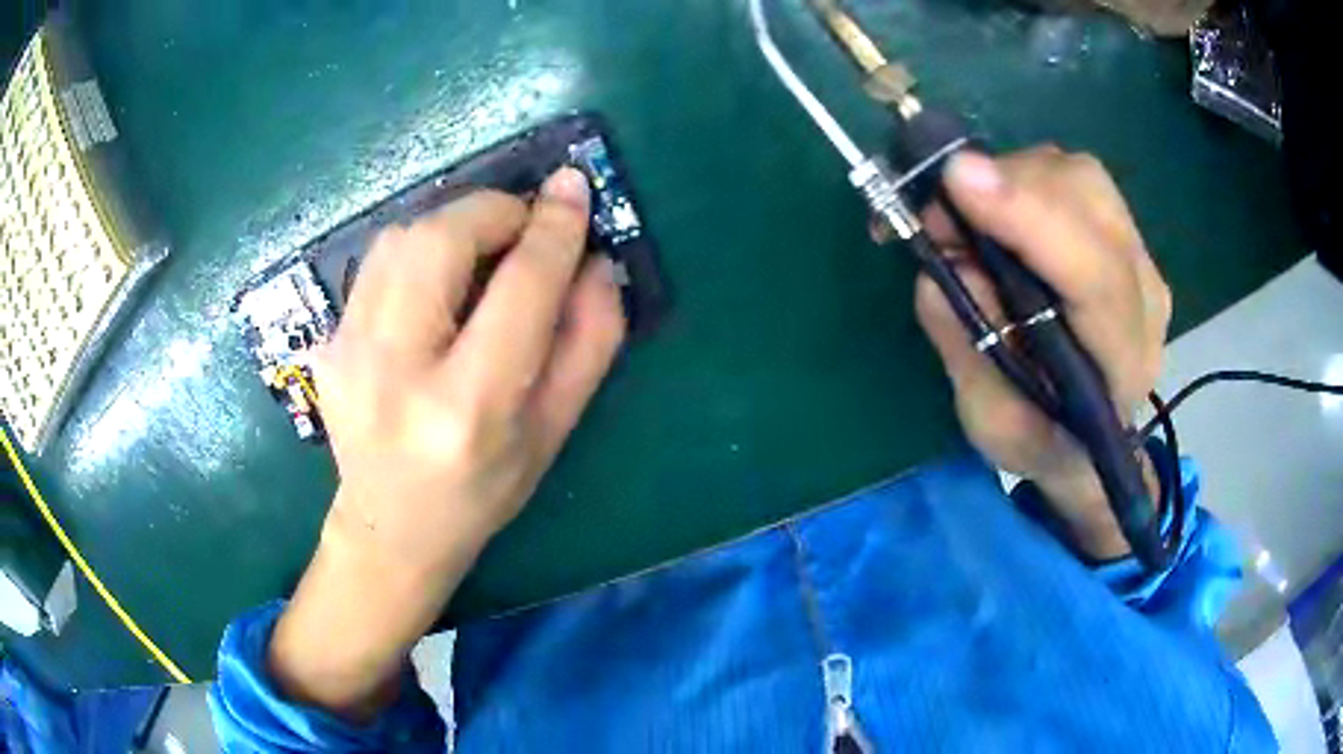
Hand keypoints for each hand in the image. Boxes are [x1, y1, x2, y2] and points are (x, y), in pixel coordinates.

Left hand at [269, 168, 625, 719]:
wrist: (391, 529)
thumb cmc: (483, 490)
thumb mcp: (554, 430)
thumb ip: (588, 341)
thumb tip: (596, 261)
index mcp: (468, 408)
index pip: (518, 288)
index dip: (553, 228)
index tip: (573, 186)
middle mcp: (395, 372)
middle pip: (440, 239)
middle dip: (493, 212)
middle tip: (523, 230)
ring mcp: (346, 353)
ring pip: (400, 237)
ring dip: (454, 226)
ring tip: (482, 256)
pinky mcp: (326, 342)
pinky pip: (378, 262)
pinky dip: (419, 251)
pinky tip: (437, 287)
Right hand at [915, 148, 1170, 558]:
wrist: (1088, 436)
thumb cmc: (1042, 440)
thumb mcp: (993, 424)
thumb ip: (971, 351)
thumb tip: (942, 262)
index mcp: (1123, 361)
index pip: (1095, 275)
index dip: (1030, 219)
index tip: (958, 180)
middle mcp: (1143, 295)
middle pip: (1088, 202)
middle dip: (1006, 188)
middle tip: (937, 214)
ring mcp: (1137, 254)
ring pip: (1078, 175)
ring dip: (1009, 178)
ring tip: (961, 215)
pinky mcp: (1119, 229)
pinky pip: (1069, 175)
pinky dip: (1017, 175)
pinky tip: (990, 207)